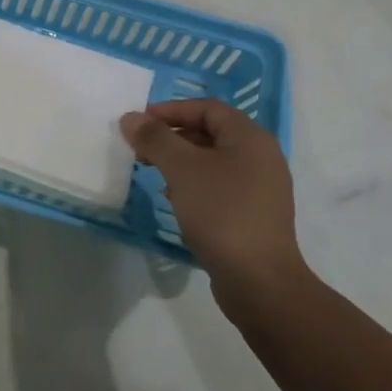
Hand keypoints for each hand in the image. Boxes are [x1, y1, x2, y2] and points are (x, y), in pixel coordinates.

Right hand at [120, 100, 306, 309]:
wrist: (259, 282)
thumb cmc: (221, 212)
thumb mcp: (181, 169)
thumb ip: (154, 139)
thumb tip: (131, 118)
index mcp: (250, 138)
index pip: (207, 108)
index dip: (171, 110)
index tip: (140, 121)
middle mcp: (261, 157)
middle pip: (210, 133)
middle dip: (172, 136)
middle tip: (141, 148)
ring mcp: (260, 188)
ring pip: (212, 161)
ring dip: (180, 161)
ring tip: (152, 172)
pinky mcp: (253, 214)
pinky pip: (219, 185)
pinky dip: (193, 184)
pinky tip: (172, 199)